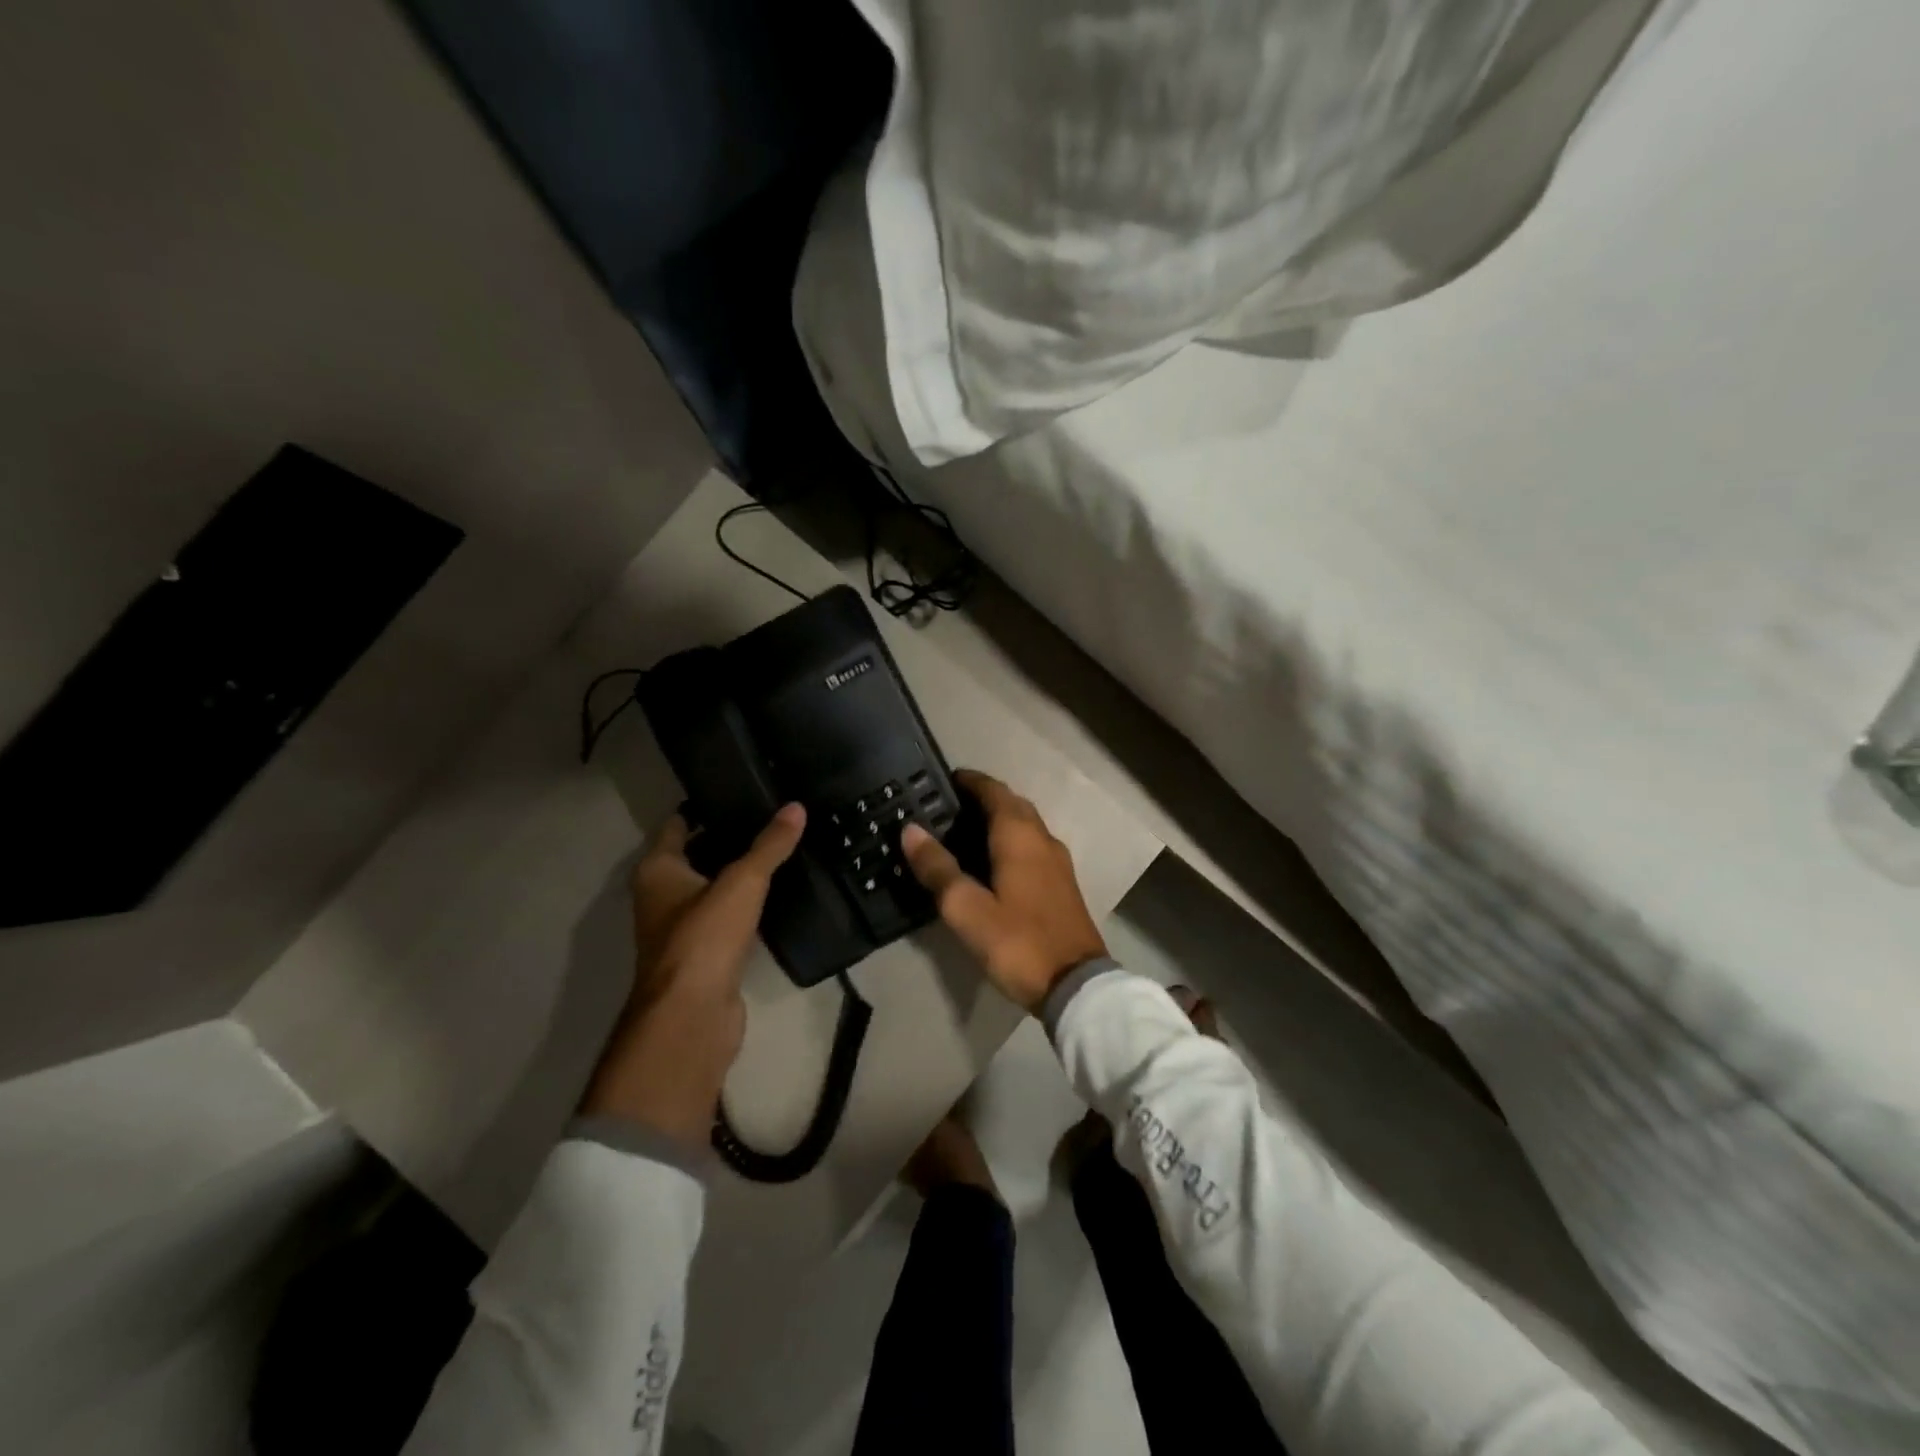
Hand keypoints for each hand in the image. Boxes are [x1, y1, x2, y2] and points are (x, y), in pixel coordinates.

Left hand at [579, 804, 805, 1150]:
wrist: (693, 1017)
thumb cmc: (704, 938)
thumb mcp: (742, 882)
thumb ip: (769, 846)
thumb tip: (796, 807)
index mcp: (658, 871)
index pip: (678, 825)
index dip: (704, 807)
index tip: (741, 790)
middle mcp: (663, 897)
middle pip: (697, 855)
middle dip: (729, 837)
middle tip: (773, 815)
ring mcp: (683, 928)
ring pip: (714, 888)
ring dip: (740, 873)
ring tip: (782, 847)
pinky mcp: (707, 955)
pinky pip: (729, 917)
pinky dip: (748, 904)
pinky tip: (780, 892)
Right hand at [900, 770, 1106, 1012]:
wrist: (1075, 985)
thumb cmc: (1018, 941)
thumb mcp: (967, 909)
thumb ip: (938, 868)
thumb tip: (911, 829)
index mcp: (1020, 836)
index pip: (993, 790)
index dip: (969, 781)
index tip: (942, 780)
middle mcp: (1042, 839)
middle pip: (1012, 804)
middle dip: (983, 798)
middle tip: (947, 808)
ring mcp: (1057, 862)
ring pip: (1025, 825)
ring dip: (998, 819)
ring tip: (963, 833)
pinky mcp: (1062, 884)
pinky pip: (1032, 846)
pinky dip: (1010, 841)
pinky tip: (992, 863)